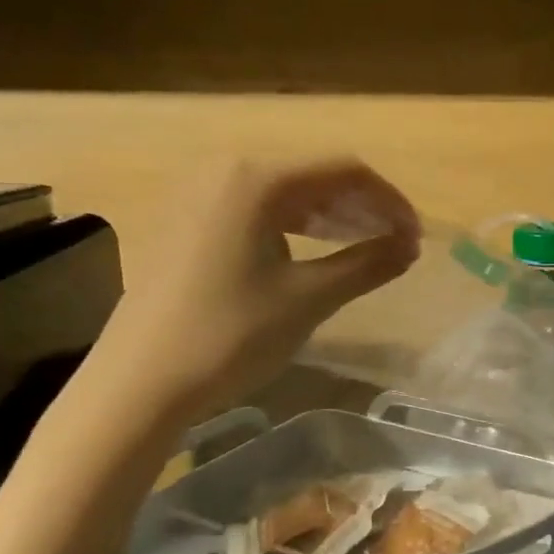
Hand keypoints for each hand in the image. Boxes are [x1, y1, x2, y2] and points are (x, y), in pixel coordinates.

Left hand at [99, 157, 420, 422]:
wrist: (139, 383)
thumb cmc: (230, 335)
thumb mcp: (309, 298)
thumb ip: (367, 264)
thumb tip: (410, 247)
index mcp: (257, 178)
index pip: (344, 171)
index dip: (389, 201)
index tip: (415, 237)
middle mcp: (225, 170)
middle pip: (313, 176)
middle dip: (362, 207)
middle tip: (396, 244)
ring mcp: (199, 195)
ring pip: (284, 193)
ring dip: (330, 217)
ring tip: (363, 247)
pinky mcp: (186, 222)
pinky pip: (255, 210)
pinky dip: (294, 227)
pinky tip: (312, 252)